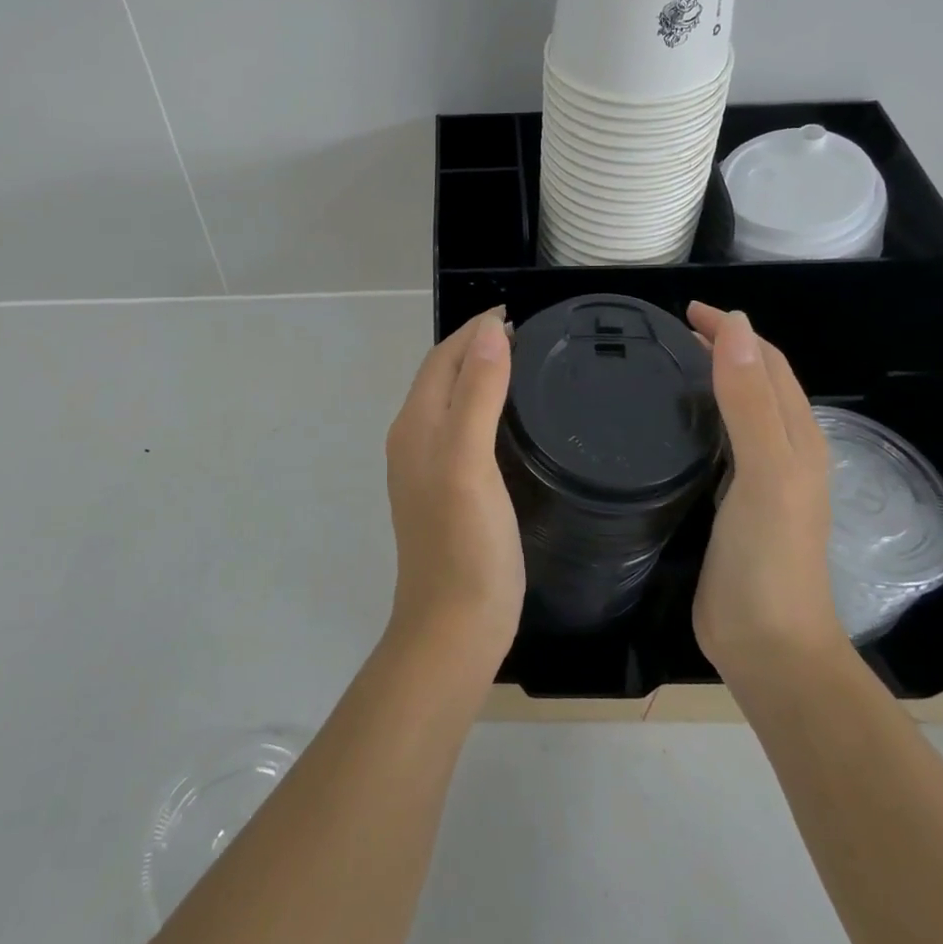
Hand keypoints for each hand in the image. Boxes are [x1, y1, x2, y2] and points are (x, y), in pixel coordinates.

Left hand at [383, 308, 524, 668]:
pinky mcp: (445, 492)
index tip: (517, 314)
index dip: (474, 331)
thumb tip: (489, 332)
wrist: (453, 629)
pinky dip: (483, 408)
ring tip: (523, 366)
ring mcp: (427, 469)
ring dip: (479, 375)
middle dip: (476, 347)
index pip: (442, 358)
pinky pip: (461, 430)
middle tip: (528, 335)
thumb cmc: (465, 544)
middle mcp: (414, 439)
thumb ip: (477, 393)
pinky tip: (510, 422)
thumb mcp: (470, 461)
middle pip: (442, 376)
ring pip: (451, 402)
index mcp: (417, 425)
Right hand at [687, 302, 845, 668]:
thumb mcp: (765, 472)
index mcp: (797, 438)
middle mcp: (781, 452)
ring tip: (665, 367)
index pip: (768, 364)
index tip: (686, 312)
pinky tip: (669, 426)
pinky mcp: (729, 505)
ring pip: (735, 413)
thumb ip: (750, 401)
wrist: (767, 645)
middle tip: (668, 334)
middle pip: (754, 383)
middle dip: (721, 349)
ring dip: (709, 381)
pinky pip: (716, 445)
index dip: (734, 332)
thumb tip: (736, 326)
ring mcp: (756, 481)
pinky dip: (697, 420)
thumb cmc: (769, 557)